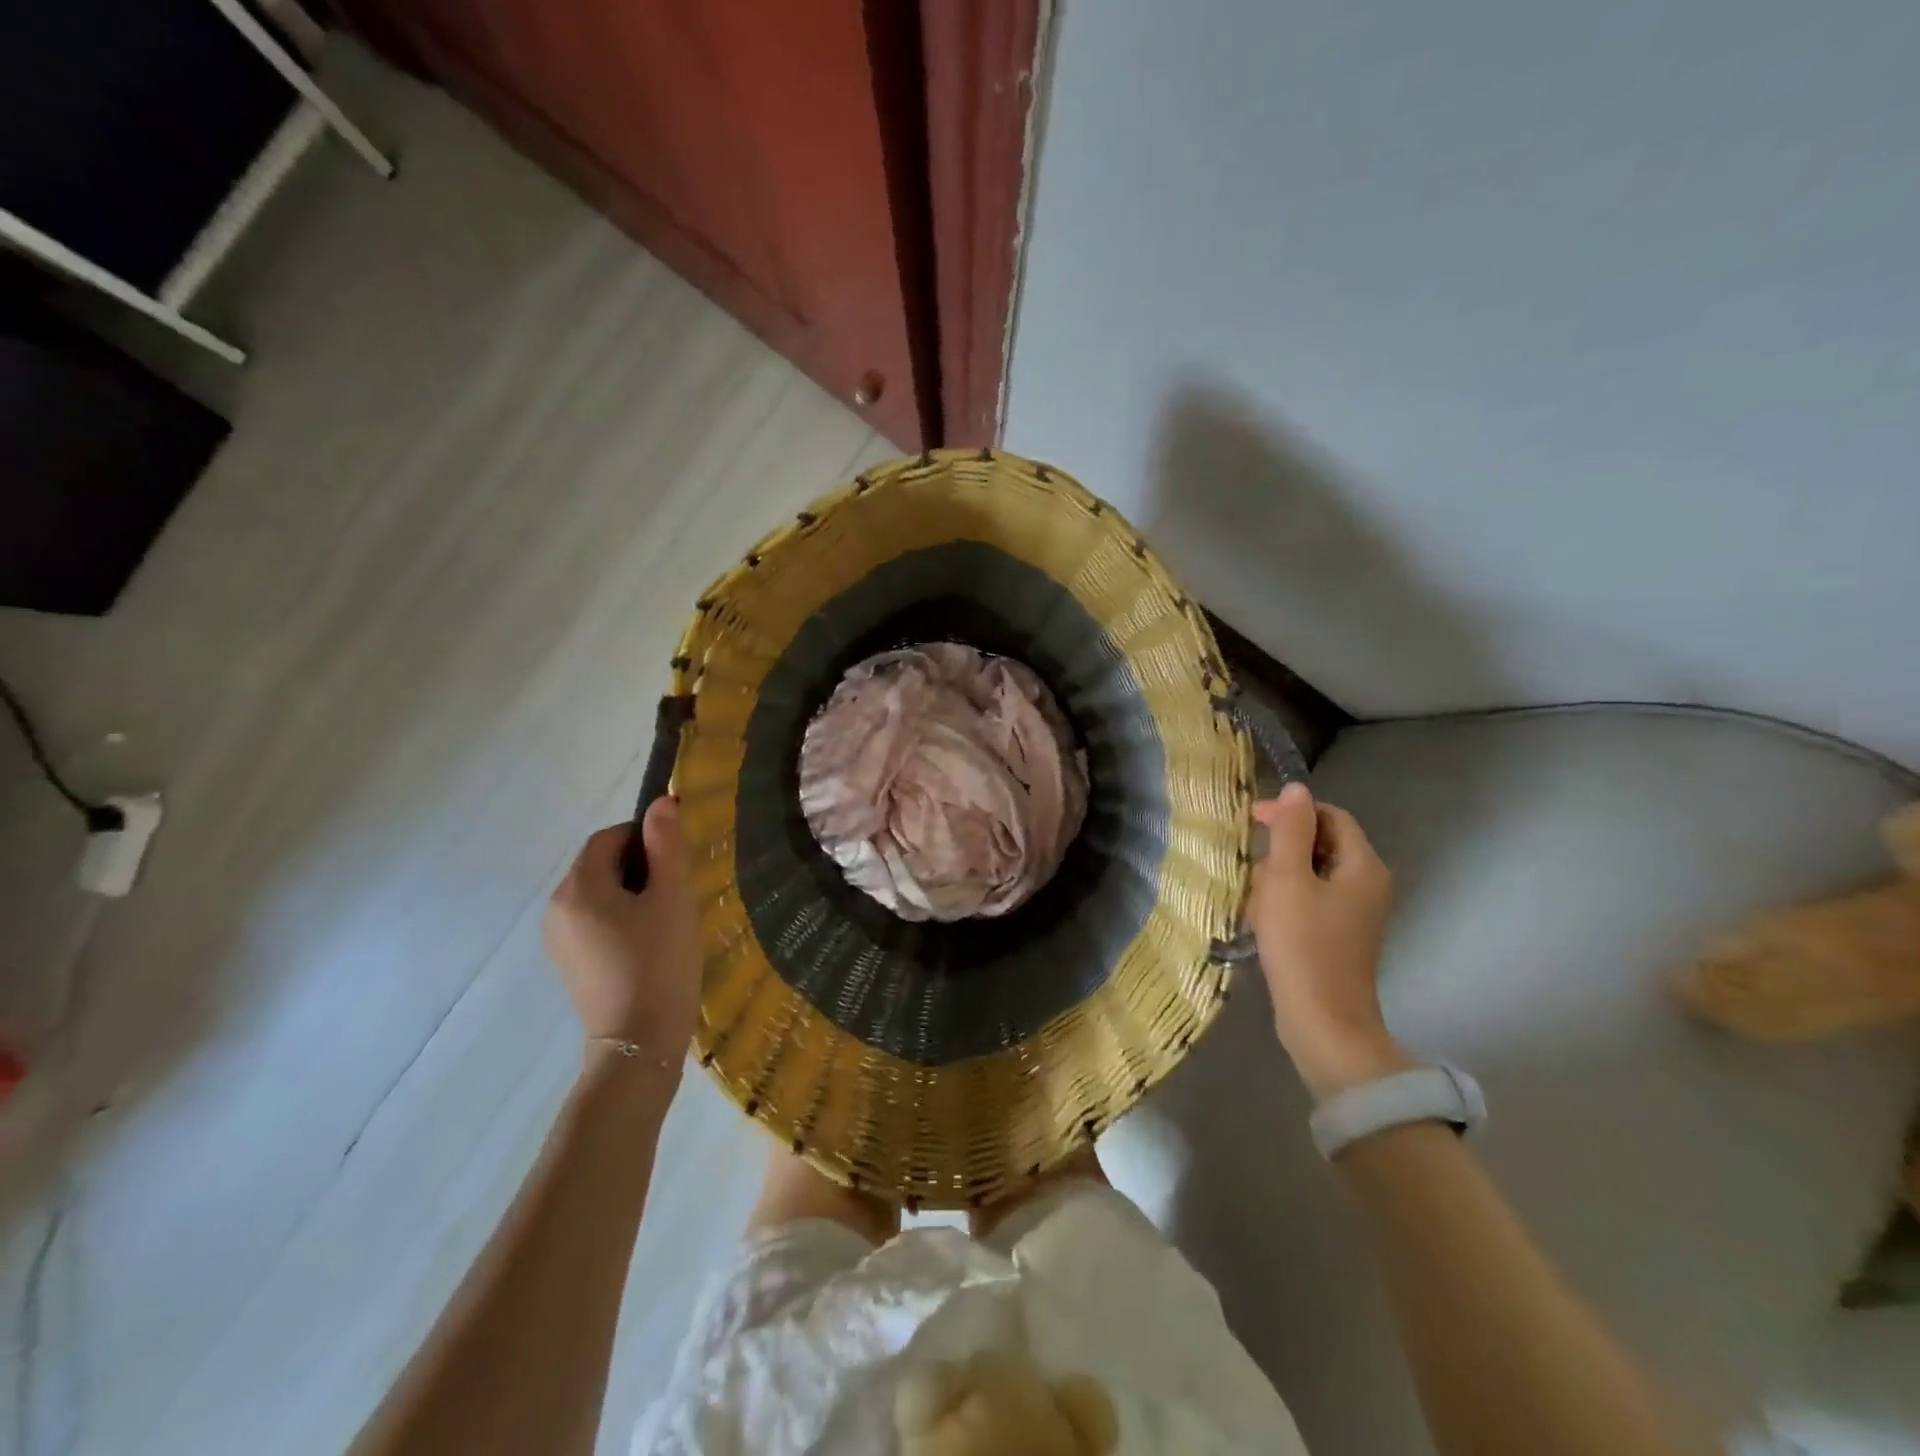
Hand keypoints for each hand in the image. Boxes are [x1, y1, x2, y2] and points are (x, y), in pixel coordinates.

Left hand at [543, 799, 701, 1058]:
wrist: (639, 1044)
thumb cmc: (659, 963)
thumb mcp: (673, 898)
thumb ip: (667, 846)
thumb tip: (661, 802)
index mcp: (579, 887)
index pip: (609, 838)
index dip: (645, 837)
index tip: (678, 862)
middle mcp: (557, 908)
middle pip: (600, 865)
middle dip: (641, 867)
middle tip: (678, 892)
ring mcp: (559, 940)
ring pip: (599, 895)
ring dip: (633, 894)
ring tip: (667, 920)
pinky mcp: (569, 963)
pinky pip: (595, 922)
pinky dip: (621, 919)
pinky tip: (649, 945)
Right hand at [1247, 783, 1409, 1098]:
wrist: (1323, 1023)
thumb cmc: (1303, 945)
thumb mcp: (1288, 879)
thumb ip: (1291, 830)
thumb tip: (1297, 789)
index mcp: (1363, 867)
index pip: (1330, 816)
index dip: (1292, 812)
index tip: (1252, 822)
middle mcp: (1367, 886)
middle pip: (1319, 846)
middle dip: (1280, 853)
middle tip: (1254, 874)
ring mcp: (1354, 915)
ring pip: (1309, 876)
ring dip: (1277, 881)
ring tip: (1255, 905)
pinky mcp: (1338, 938)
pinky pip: (1309, 903)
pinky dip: (1284, 905)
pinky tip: (1263, 924)